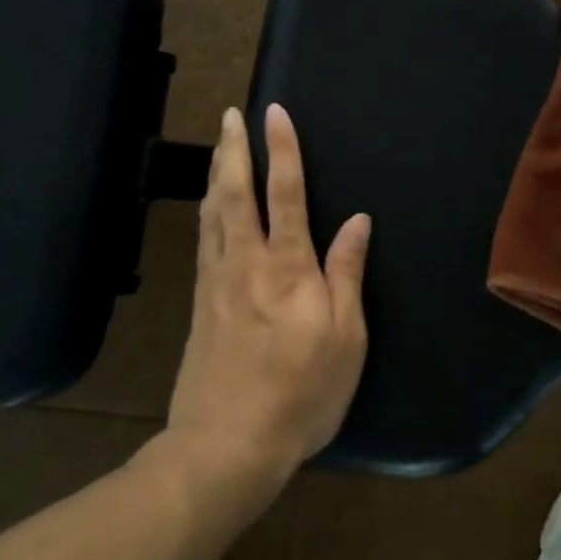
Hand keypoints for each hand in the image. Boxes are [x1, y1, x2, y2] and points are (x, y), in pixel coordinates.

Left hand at [166, 103, 369, 486]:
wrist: (226, 447)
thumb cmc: (301, 393)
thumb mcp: (345, 338)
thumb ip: (347, 273)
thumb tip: (358, 220)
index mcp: (288, 268)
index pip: (287, 194)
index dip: (282, 150)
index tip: (274, 112)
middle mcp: (248, 263)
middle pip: (237, 193)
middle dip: (234, 149)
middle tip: (230, 114)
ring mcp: (218, 282)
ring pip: (213, 212)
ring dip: (216, 172)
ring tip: (218, 144)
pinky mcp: (202, 304)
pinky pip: (203, 240)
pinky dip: (206, 210)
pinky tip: (207, 205)